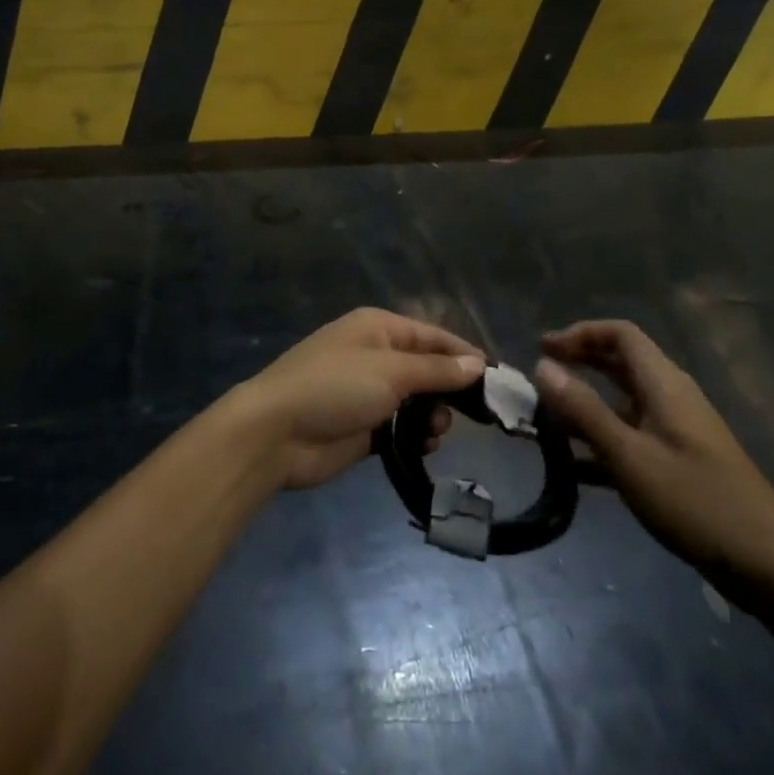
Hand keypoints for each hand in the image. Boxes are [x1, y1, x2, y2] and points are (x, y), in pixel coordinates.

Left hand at [234, 308, 484, 489]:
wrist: (276, 432)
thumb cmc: (335, 387)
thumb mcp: (391, 371)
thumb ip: (437, 369)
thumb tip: (477, 363)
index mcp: (379, 328)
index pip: (433, 336)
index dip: (465, 355)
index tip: (497, 381)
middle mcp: (375, 354)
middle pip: (427, 369)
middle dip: (449, 391)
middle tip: (469, 415)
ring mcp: (367, 392)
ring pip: (417, 401)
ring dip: (433, 416)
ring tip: (434, 431)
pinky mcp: (363, 427)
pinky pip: (401, 428)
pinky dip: (415, 436)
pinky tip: (423, 446)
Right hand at [535, 321, 773, 602]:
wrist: (769, 565)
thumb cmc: (695, 501)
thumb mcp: (629, 455)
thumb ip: (583, 409)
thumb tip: (542, 365)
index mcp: (664, 384)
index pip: (620, 334)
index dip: (580, 333)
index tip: (543, 349)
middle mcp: (671, 397)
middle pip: (621, 363)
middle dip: (579, 363)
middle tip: (540, 379)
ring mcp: (677, 431)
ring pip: (623, 402)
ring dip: (586, 405)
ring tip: (547, 423)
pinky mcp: (679, 462)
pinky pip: (631, 436)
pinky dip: (601, 441)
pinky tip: (574, 468)